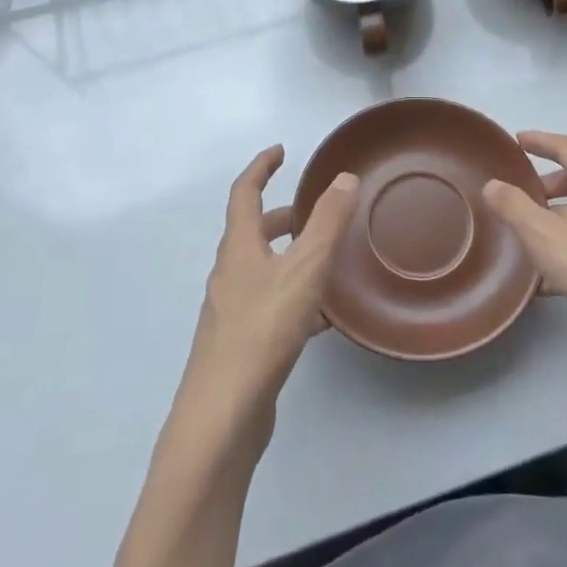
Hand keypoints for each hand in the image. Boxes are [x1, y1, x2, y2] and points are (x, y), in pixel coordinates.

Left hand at [177, 147, 359, 442]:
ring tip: (327, 260)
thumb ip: (327, 222)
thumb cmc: (262, 330)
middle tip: (313, 211)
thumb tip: (344, 177)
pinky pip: (270, 304)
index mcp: (238, 248)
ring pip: (263, 270)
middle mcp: (229, 274)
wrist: (222, 415)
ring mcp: (231, 311)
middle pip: (252, 232)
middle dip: (281, 216)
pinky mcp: (240, 344)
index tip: (281, 151)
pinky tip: (322, 319)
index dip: (261, 167)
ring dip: (290, 256)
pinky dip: (294, 296)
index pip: (244, 193)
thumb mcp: (304, 269)